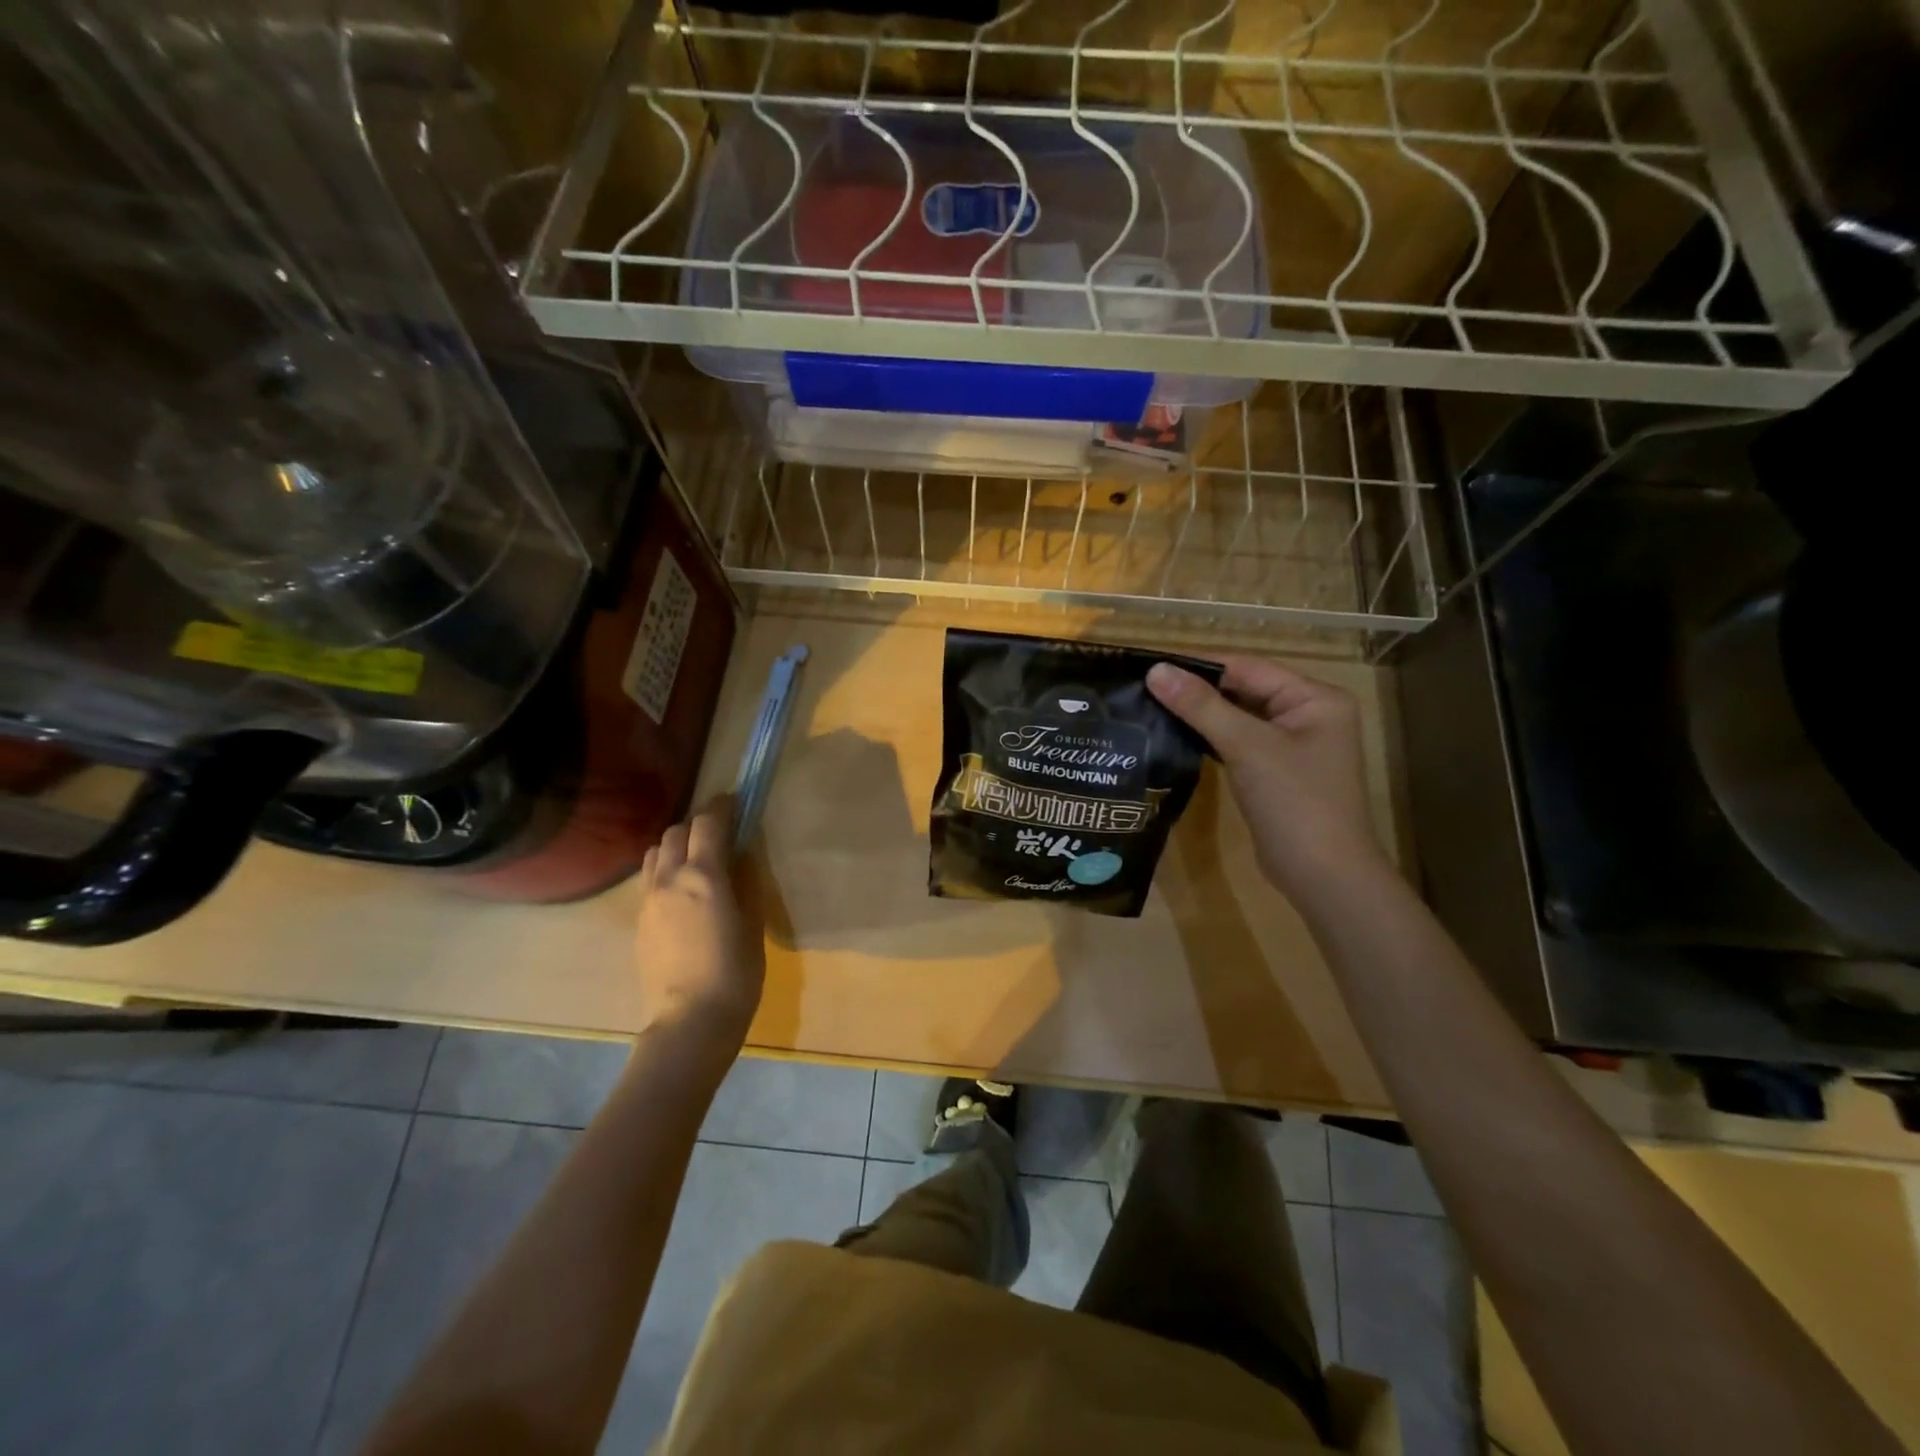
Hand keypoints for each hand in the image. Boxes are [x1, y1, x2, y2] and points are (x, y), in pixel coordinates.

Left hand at [635, 798, 764, 1048]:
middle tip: (719, 836)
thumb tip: (742, 855)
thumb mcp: (753, 922)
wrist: (691, 1020)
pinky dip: (664, 872)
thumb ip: (745, 881)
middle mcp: (669, 879)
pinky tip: (682, 895)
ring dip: (675, 847)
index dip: (722, 807)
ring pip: (654, 853)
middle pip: (674, 831)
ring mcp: (648, 900)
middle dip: (697, 826)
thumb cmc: (736, 972)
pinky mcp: (639, 922)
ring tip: (695, 862)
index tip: (735, 804)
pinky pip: (648, 880)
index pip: (707, 822)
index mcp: (704, 875)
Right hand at [1147, 657, 1388, 896]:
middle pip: (1244, 690)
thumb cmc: (1294, 802)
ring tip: (1151, 706)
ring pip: (1239, 718)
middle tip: (1144, 686)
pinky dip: (1210, 739)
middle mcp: (1309, 715)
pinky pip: (1239, 743)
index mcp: (1316, 698)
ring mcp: (1294, 746)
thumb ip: (1201, 706)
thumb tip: (1155, 670)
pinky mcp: (1276, 772)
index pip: (1248, 668)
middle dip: (1197, 690)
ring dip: (1200, 714)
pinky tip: (1175, 736)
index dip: (1199, 665)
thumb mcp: (1247, 747)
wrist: (1324, 877)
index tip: (1151, 663)